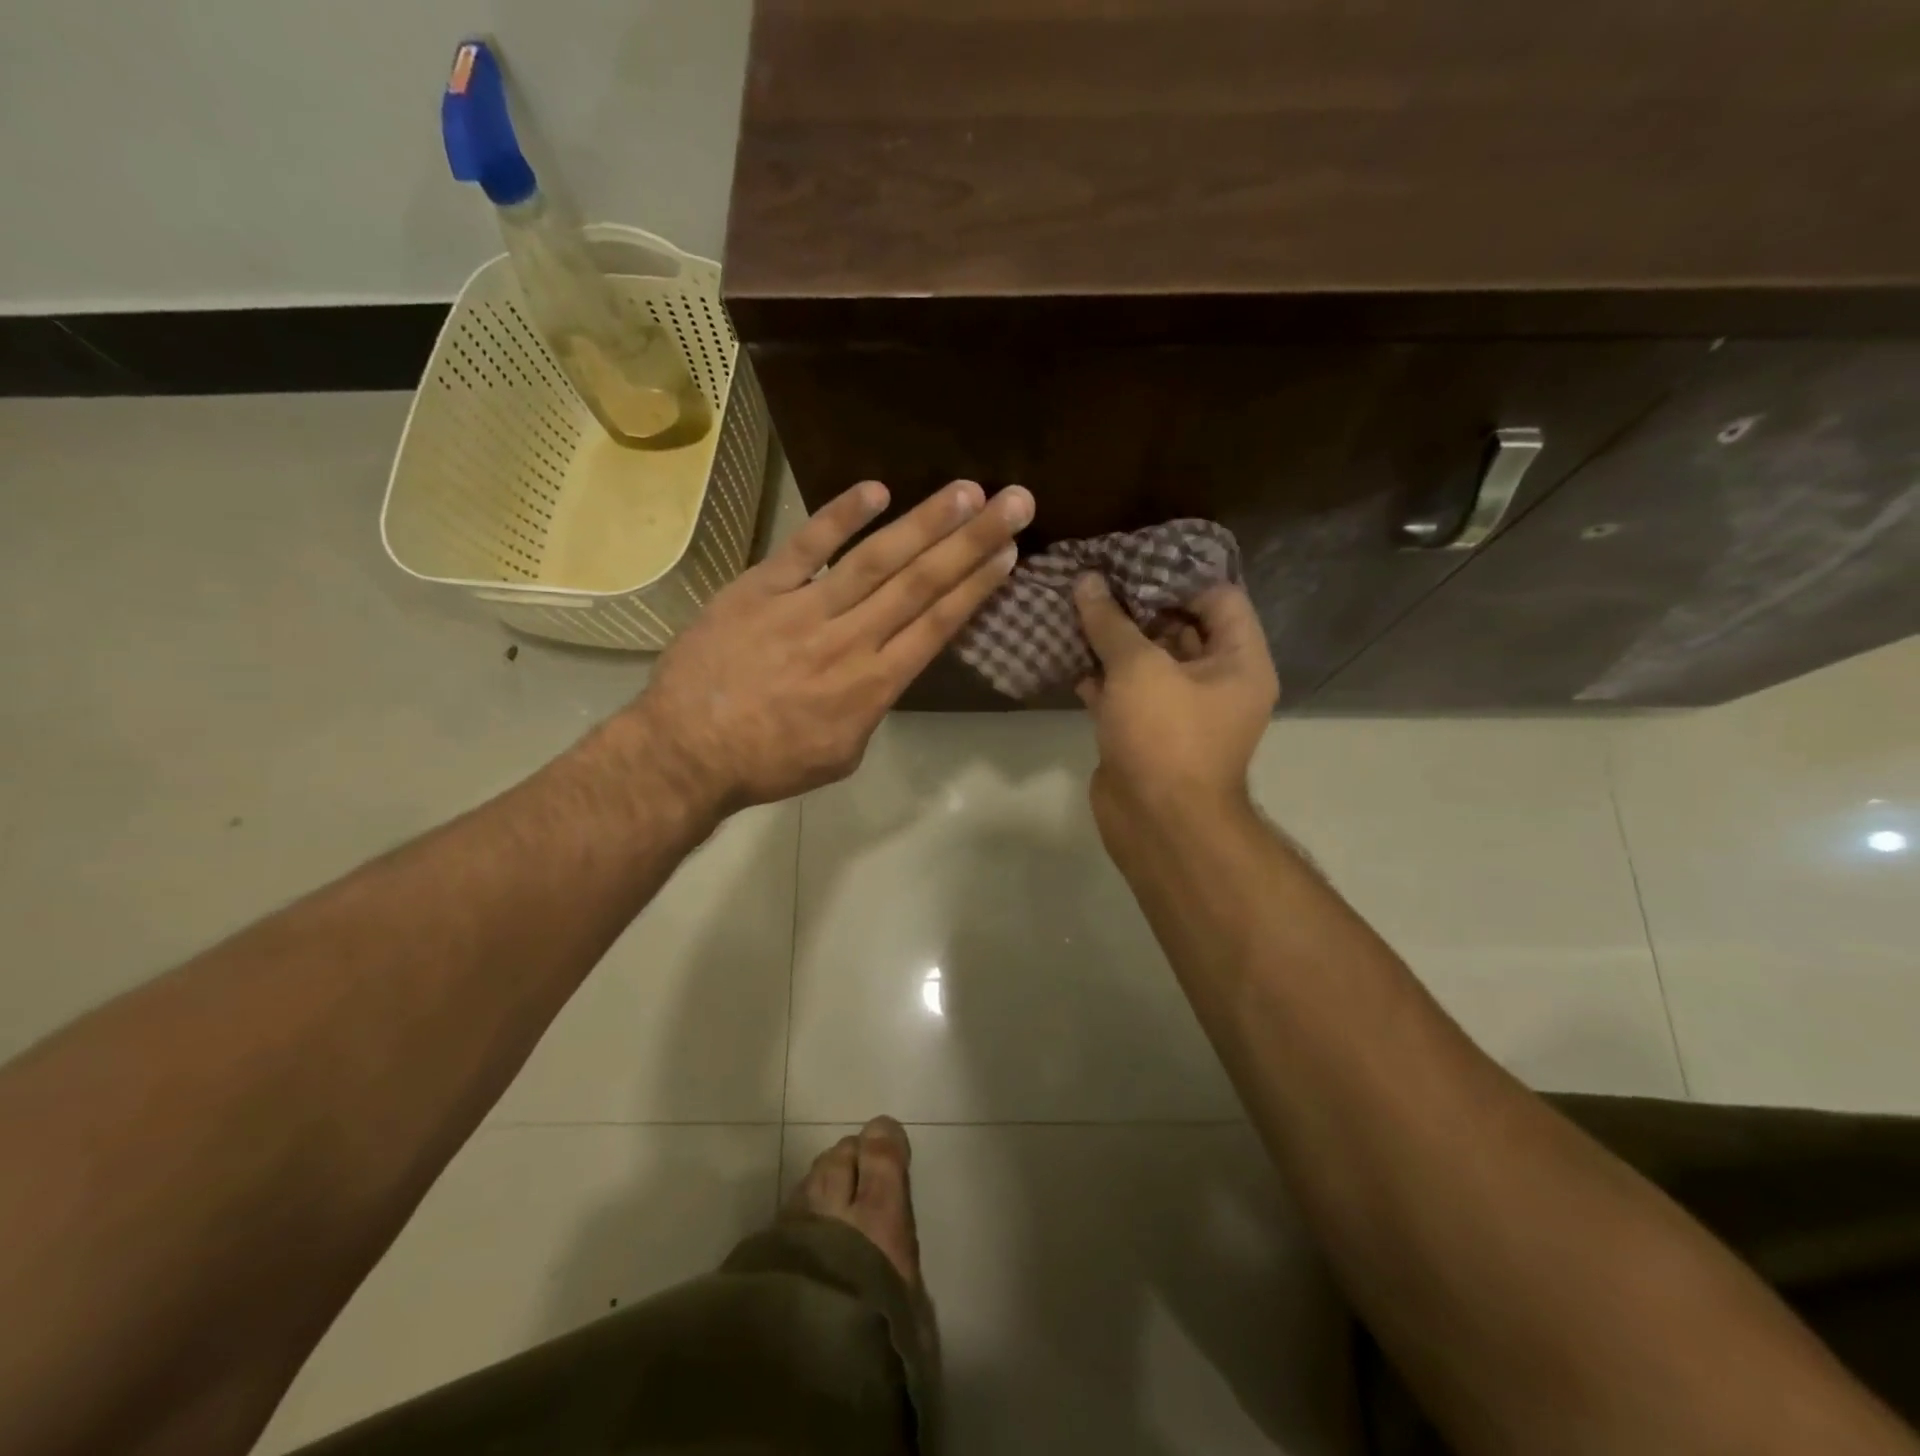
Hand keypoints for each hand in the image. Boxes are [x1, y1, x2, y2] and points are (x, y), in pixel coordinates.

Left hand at [635, 478, 1034, 812]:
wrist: (687, 753)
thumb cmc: (769, 763)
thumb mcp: (842, 751)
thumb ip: (872, 705)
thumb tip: (884, 668)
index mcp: (874, 685)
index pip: (938, 624)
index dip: (977, 585)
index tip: (1008, 552)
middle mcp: (850, 640)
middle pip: (922, 583)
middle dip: (972, 540)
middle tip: (1013, 501)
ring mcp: (804, 610)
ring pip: (876, 560)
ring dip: (924, 522)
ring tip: (966, 491)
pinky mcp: (760, 589)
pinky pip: (806, 547)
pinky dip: (840, 516)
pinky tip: (877, 489)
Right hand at [1073, 575, 1277, 829]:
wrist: (1157, 822)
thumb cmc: (1165, 735)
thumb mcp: (1139, 668)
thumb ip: (1112, 623)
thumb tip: (1088, 581)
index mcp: (1238, 660)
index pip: (1219, 598)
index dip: (1178, 577)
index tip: (1133, 562)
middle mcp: (1215, 681)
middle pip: (1179, 627)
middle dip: (1136, 605)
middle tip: (1095, 579)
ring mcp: (1179, 709)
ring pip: (1146, 661)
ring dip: (1112, 640)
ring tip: (1074, 607)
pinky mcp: (1145, 731)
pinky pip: (1125, 692)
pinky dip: (1099, 676)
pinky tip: (1066, 654)